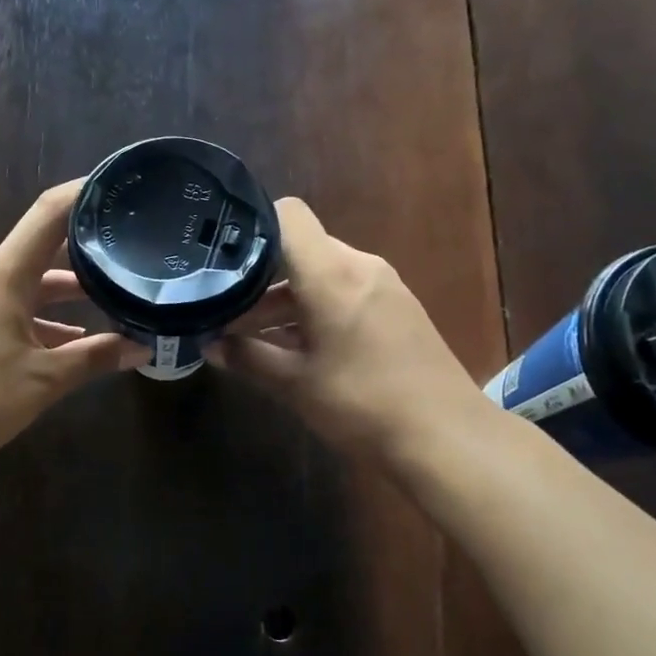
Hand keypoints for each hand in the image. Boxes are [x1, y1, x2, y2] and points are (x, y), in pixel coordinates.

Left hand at [0, 181, 149, 477]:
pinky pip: (8, 309)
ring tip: (112, 303)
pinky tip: (70, 342)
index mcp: (2, 274)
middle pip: (41, 254)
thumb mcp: (44, 379)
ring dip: (64, 297)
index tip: (117, 185)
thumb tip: (144, 349)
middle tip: (129, 256)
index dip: (82, 194)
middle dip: (85, 257)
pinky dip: (40, 320)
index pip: (48, 215)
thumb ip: (96, 358)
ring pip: (26, 287)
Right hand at [205, 198, 494, 460]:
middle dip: (260, 278)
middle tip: (224, 309)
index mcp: (333, 274)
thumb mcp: (295, 384)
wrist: (447, 439)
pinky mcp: (398, 310)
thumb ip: (248, 358)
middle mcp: (361, 267)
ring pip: (322, 276)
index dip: (252, 226)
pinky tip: (294, 347)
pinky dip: (315, 310)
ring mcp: (384, 288)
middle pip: (301, 250)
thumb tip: (208, 346)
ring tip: (248, 335)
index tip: (221, 258)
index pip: (289, 216)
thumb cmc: (363, 404)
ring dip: (286, 300)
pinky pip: (345, 293)